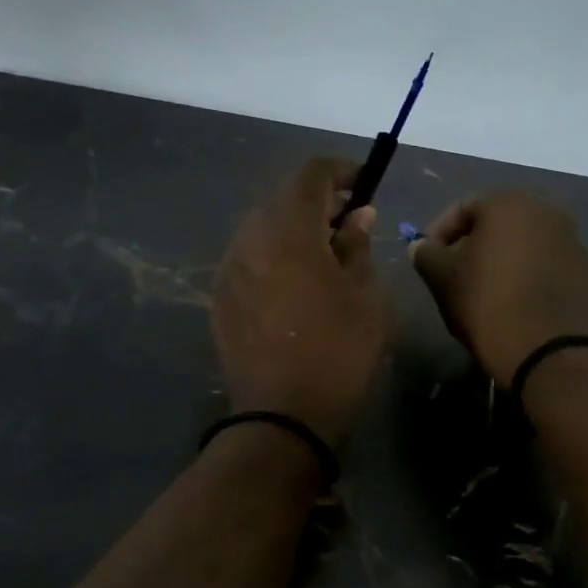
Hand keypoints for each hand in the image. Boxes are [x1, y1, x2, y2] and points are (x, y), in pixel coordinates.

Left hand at [212, 158, 390, 443]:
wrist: (282, 417)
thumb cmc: (338, 353)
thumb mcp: (367, 297)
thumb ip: (358, 246)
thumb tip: (357, 216)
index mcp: (289, 232)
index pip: (310, 174)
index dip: (340, 170)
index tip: (364, 183)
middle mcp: (250, 239)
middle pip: (283, 198)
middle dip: (319, 200)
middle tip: (350, 221)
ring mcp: (229, 268)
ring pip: (263, 226)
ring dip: (295, 227)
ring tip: (325, 253)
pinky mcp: (220, 296)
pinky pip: (250, 256)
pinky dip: (275, 253)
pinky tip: (295, 282)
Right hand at [411, 193, 587, 388]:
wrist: (549, 350)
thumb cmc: (487, 303)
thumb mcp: (442, 278)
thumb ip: (427, 254)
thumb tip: (421, 246)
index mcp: (508, 204)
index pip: (463, 208)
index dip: (439, 232)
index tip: (427, 259)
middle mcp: (546, 211)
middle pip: (497, 223)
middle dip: (473, 245)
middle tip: (454, 274)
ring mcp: (572, 240)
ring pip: (524, 243)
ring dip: (502, 260)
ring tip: (484, 291)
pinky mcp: (587, 271)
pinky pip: (546, 265)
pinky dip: (527, 276)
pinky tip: (515, 303)